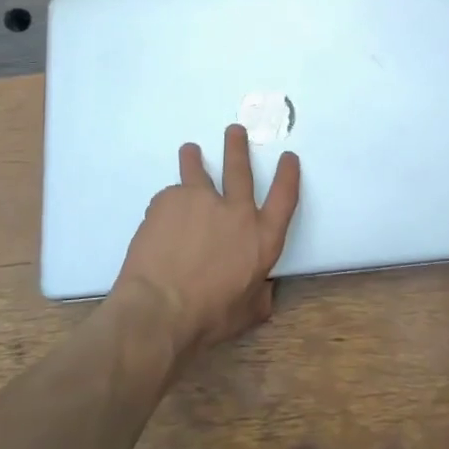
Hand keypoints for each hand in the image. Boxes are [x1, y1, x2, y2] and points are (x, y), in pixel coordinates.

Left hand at [111, 124, 300, 358]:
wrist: (159, 308)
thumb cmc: (208, 317)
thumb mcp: (247, 313)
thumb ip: (260, 295)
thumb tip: (264, 289)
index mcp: (261, 239)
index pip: (284, 198)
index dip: (288, 175)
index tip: (288, 157)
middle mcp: (235, 211)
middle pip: (239, 169)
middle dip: (238, 147)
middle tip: (235, 130)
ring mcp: (200, 200)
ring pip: (197, 169)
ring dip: (194, 158)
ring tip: (190, 150)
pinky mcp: (169, 199)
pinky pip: (170, 197)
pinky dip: (168, 205)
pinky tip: (160, 221)